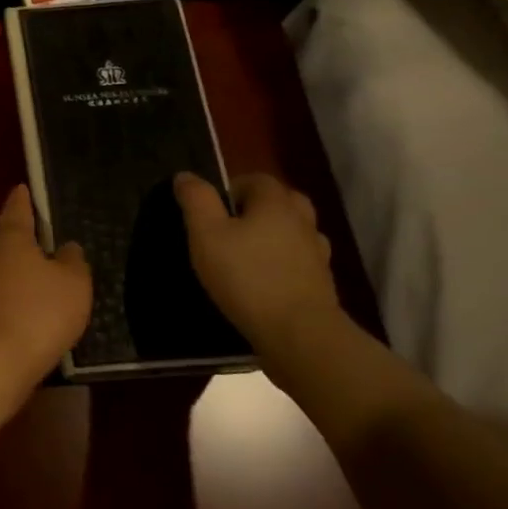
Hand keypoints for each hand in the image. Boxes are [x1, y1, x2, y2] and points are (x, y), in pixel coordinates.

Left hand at [0, 186, 91, 396]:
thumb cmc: (38, 313)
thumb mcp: (73, 284)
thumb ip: (72, 261)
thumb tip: (66, 247)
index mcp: (8, 237)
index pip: (16, 208)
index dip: (23, 199)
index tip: (23, 188)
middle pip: (3, 237)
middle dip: (19, 237)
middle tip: (40, 237)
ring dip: (12, 268)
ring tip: (36, 274)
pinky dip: (6, 293)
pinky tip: (22, 307)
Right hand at [173, 171, 340, 346]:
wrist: (298, 332)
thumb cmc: (245, 276)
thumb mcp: (206, 234)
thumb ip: (196, 200)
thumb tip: (186, 175)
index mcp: (275, 203)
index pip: (256, 179)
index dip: (232, 188)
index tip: (211, 210)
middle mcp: (302, 220)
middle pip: (281, 201)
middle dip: (257, 208)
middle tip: (230, 227)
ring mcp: (317, 252)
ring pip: (294, 231)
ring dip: (274, 235)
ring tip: (247, 253)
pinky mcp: (321, 282)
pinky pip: (300, 260)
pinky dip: (284, 262)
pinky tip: (265, 279)